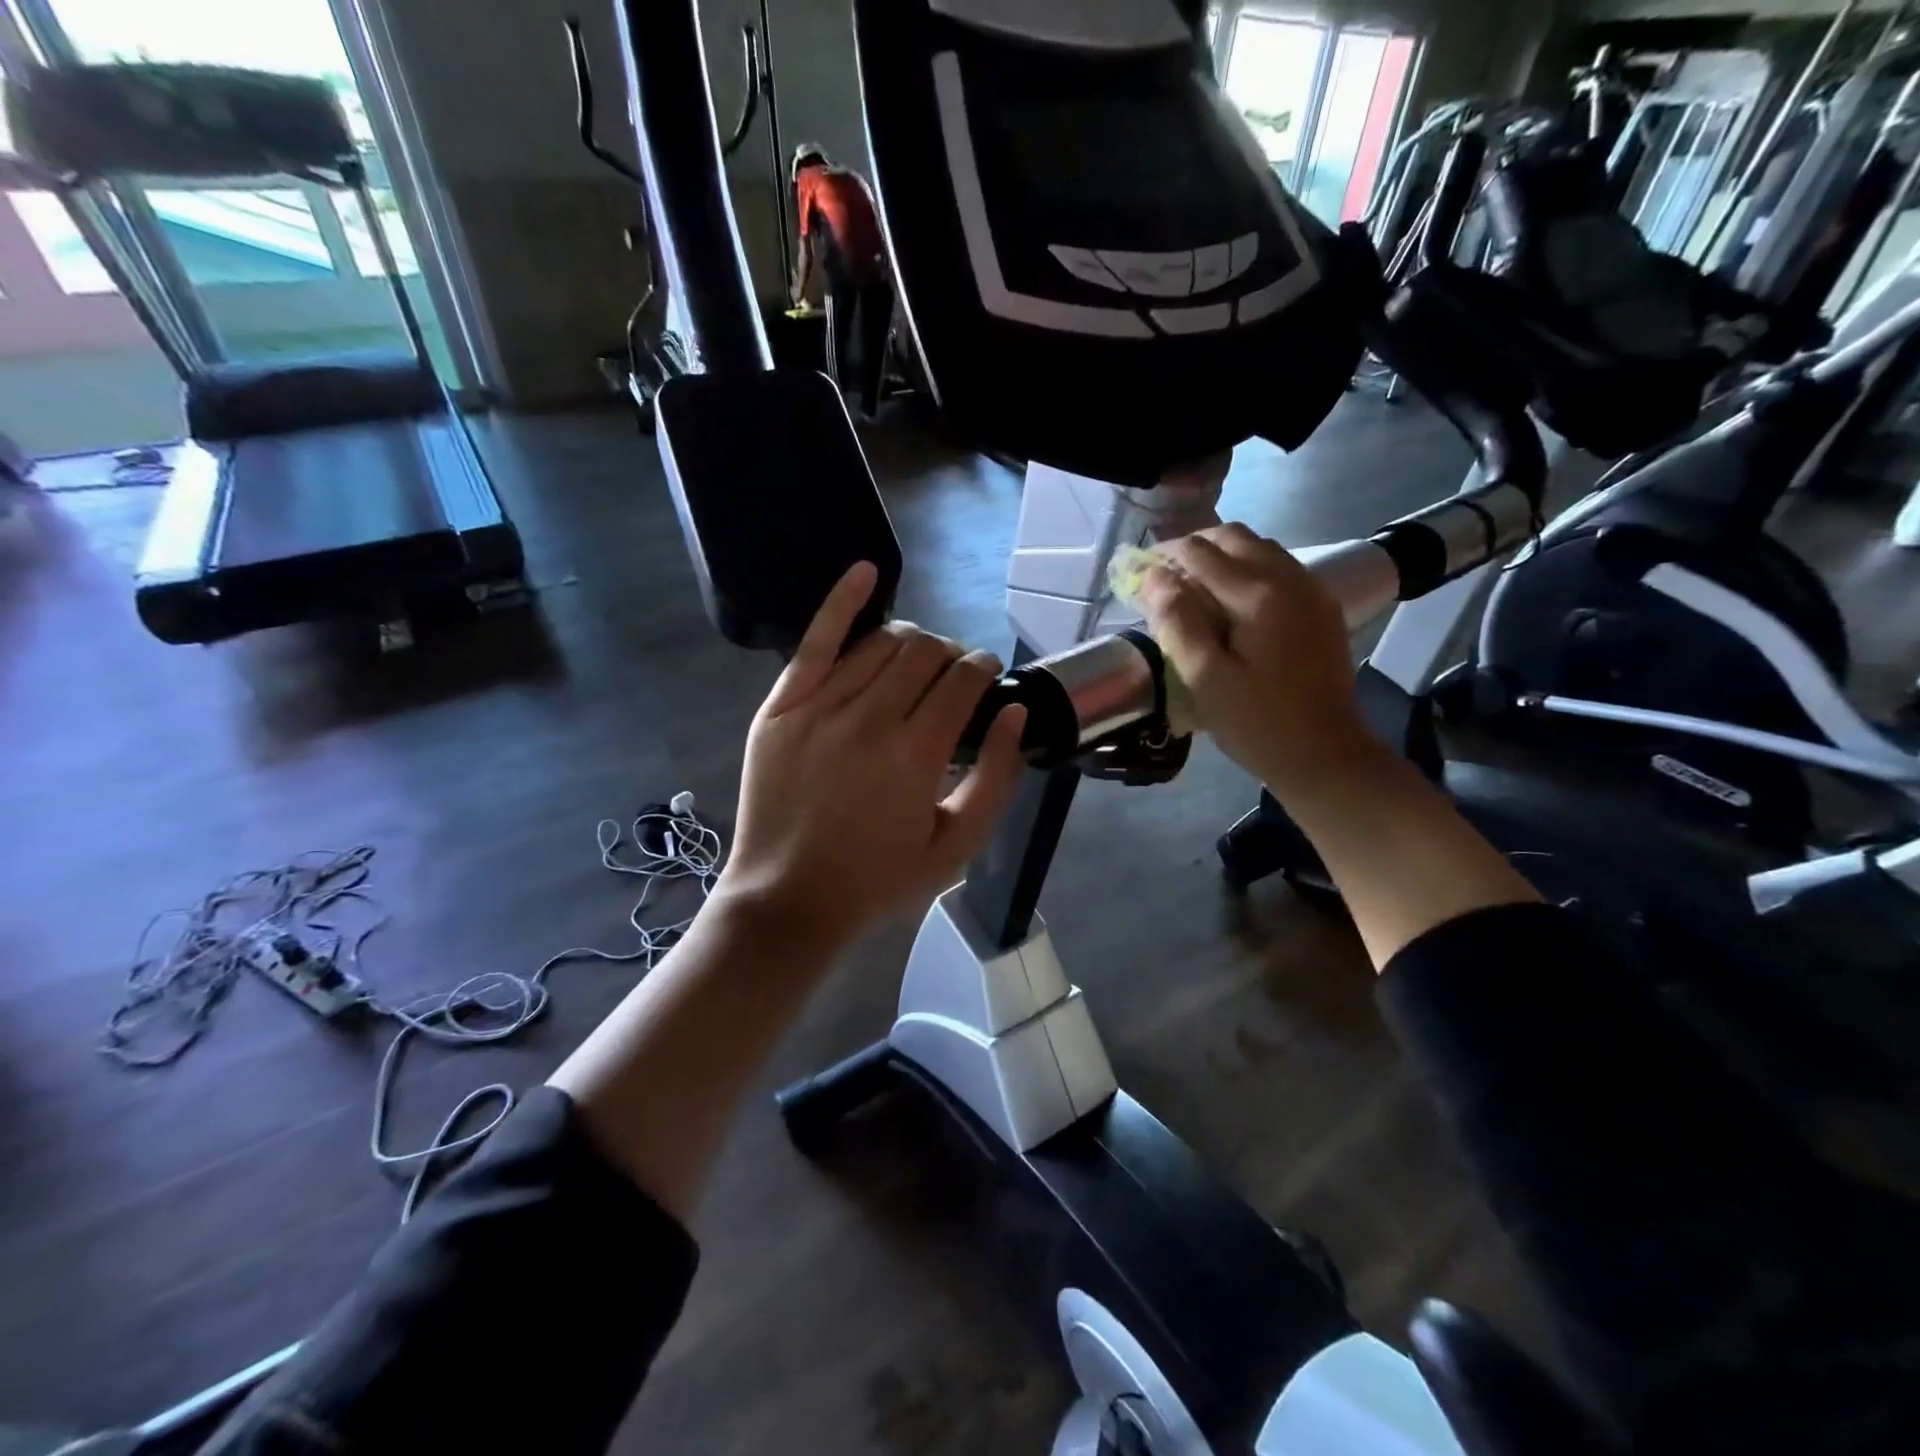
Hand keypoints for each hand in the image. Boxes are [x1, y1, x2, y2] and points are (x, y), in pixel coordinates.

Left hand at [717, 562, 1026, 951]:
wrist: (787, 899)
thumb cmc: (878, 880)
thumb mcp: (956, 846)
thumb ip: (996, 777)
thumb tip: (1016, 712)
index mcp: (917, 755)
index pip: (964, 681)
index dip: (984, 668)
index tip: (987, 675)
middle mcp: (870, 719)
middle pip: (926, 653)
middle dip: (952, 655)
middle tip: (954, 677)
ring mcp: (819, 707)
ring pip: (881, 643)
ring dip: (912, 642)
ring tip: (918, 660)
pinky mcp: (781, 706)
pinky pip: (816, 639)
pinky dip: (842, 600)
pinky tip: (866, 570)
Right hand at [1140, 523, 1379, 795]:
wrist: (1326, 755)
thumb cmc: (1258, 724)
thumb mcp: (1205, 679)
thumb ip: (1178, 622)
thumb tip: (1154, 577)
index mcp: (1258, 595)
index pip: (1200, 552)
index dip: (1164, 555)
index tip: (1138, 572)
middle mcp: (1289, 579)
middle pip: (1234, 537)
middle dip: (1193, 547)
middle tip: (1163, 576)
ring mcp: (1311, 590)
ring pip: (1259, 548)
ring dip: (1221, 555)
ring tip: (1192, 585)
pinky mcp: (1321, 608)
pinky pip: (1279, 567)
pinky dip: (1247, 568)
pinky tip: (1231, 600)